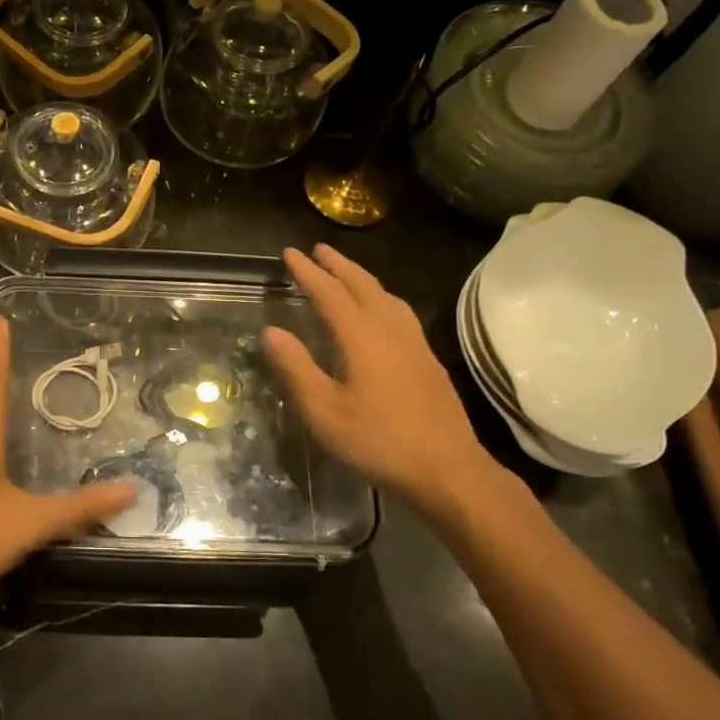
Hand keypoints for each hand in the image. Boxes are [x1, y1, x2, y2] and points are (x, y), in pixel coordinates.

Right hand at [263, 245, 508, 521]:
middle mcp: (391, 330)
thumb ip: (296, 368)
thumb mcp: (324, 410)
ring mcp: (415, 344)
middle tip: (318, 250)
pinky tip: (381, 314)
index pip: (329, 293)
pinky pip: (400, 313)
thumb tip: (271, 331)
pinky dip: (381, 298)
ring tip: (346, 274)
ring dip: (362, 279)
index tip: (289, 254)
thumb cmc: (378, 441)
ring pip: (387, 297)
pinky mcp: (428, 361)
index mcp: (362, 337)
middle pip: (363, 285)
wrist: (447, 470)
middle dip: (338, 265)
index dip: (307, 272)